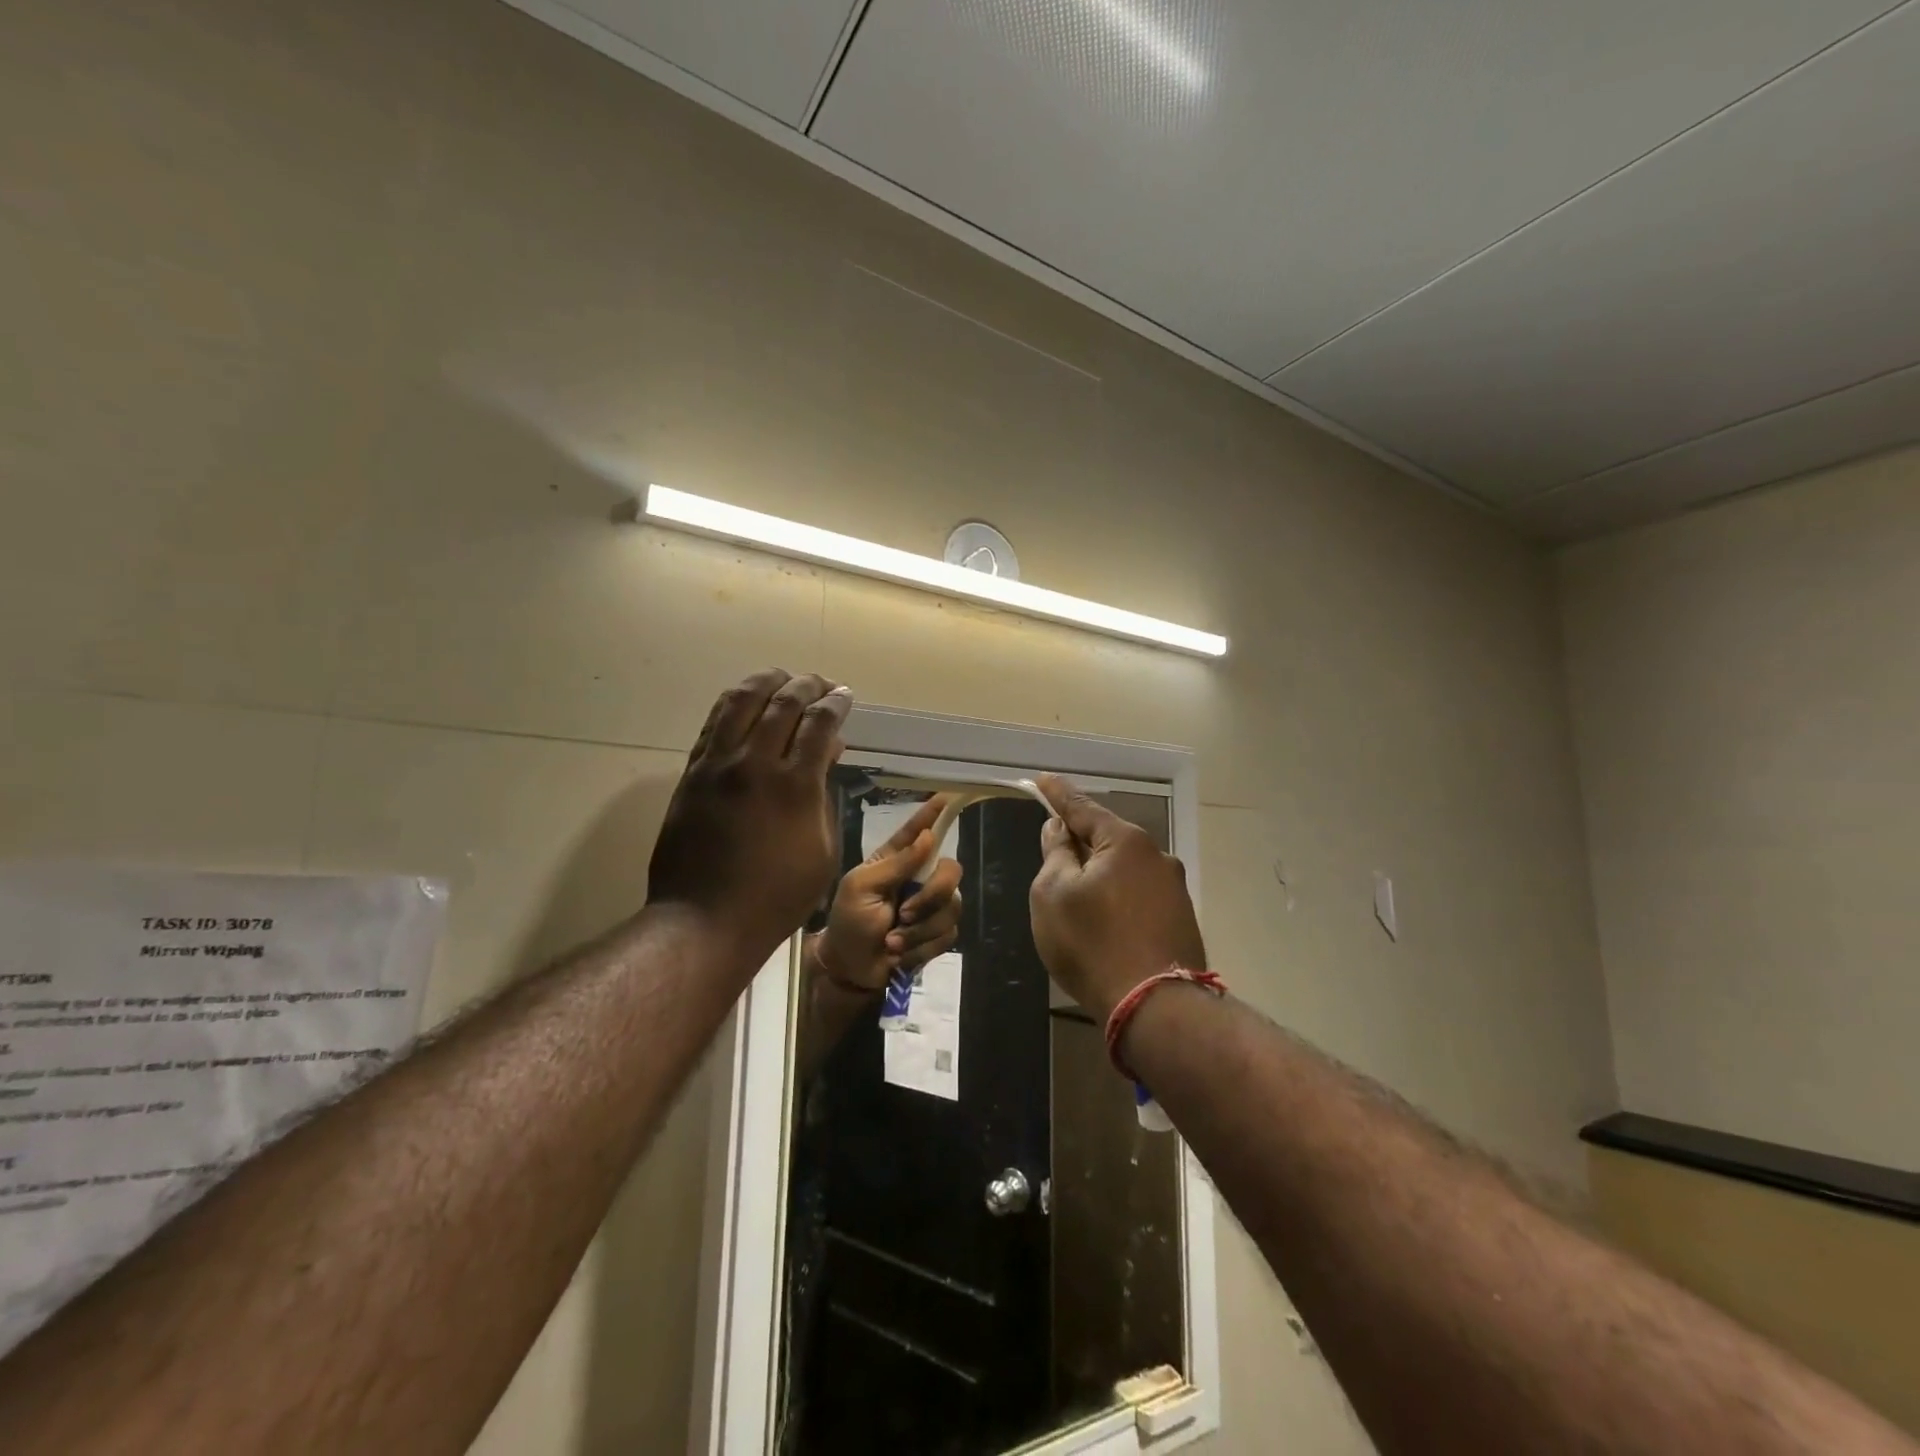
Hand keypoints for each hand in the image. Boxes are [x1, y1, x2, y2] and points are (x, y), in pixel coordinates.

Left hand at [646, 669, 852, 964]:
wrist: (705, 920)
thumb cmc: (778, 896)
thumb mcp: (822, 851)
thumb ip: (824, 796)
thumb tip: (827, 754)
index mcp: (795, 786)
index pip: (819, 723)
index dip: (836, 703)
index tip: (845, 696)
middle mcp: (755, 764)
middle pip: (783, 702)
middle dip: (808, 685)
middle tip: (822, 684)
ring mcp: (718, 765)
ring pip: (742, 701)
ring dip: (767, 681)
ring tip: (783, 678)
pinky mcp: (692, 773)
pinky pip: (714, 723)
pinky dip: (734, 702)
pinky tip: (747, 700)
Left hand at [811, 796, 963, 991]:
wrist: (851, 968)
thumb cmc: (848, 921)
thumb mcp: (862, 887)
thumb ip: (896, 863)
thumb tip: (929, 837)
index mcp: (895, 860)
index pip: (918, 831)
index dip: (933, 814)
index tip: (948, 796)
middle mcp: (918, 878)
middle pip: (951, 871)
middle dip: (931, 895)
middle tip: (903, 914)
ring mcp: (930, 906)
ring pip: (951, 907)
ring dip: (919, 930)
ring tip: (891, 942)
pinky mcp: (937, 933)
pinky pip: (948, 934)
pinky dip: (921, 947)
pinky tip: (900, 954)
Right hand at [1029, 774, 1206, 1021]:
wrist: (1156, 1008)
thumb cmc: (1092, 944)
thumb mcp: (1053, 895)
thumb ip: (1055, 854)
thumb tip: (1060, 830)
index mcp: (1125, 842)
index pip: (1082, 807)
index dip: (1057, 794)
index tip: (1041, 780)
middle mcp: (1156, 856)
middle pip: (1107, 838)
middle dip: (1080, 841)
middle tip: (1053, 850)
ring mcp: (1174, 889)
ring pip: (1125, 869)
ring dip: (1100, 874)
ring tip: (1078, 898)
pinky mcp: (1181, 920)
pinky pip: (1139, 895)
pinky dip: (1118, 899)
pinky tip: (1106, 923)